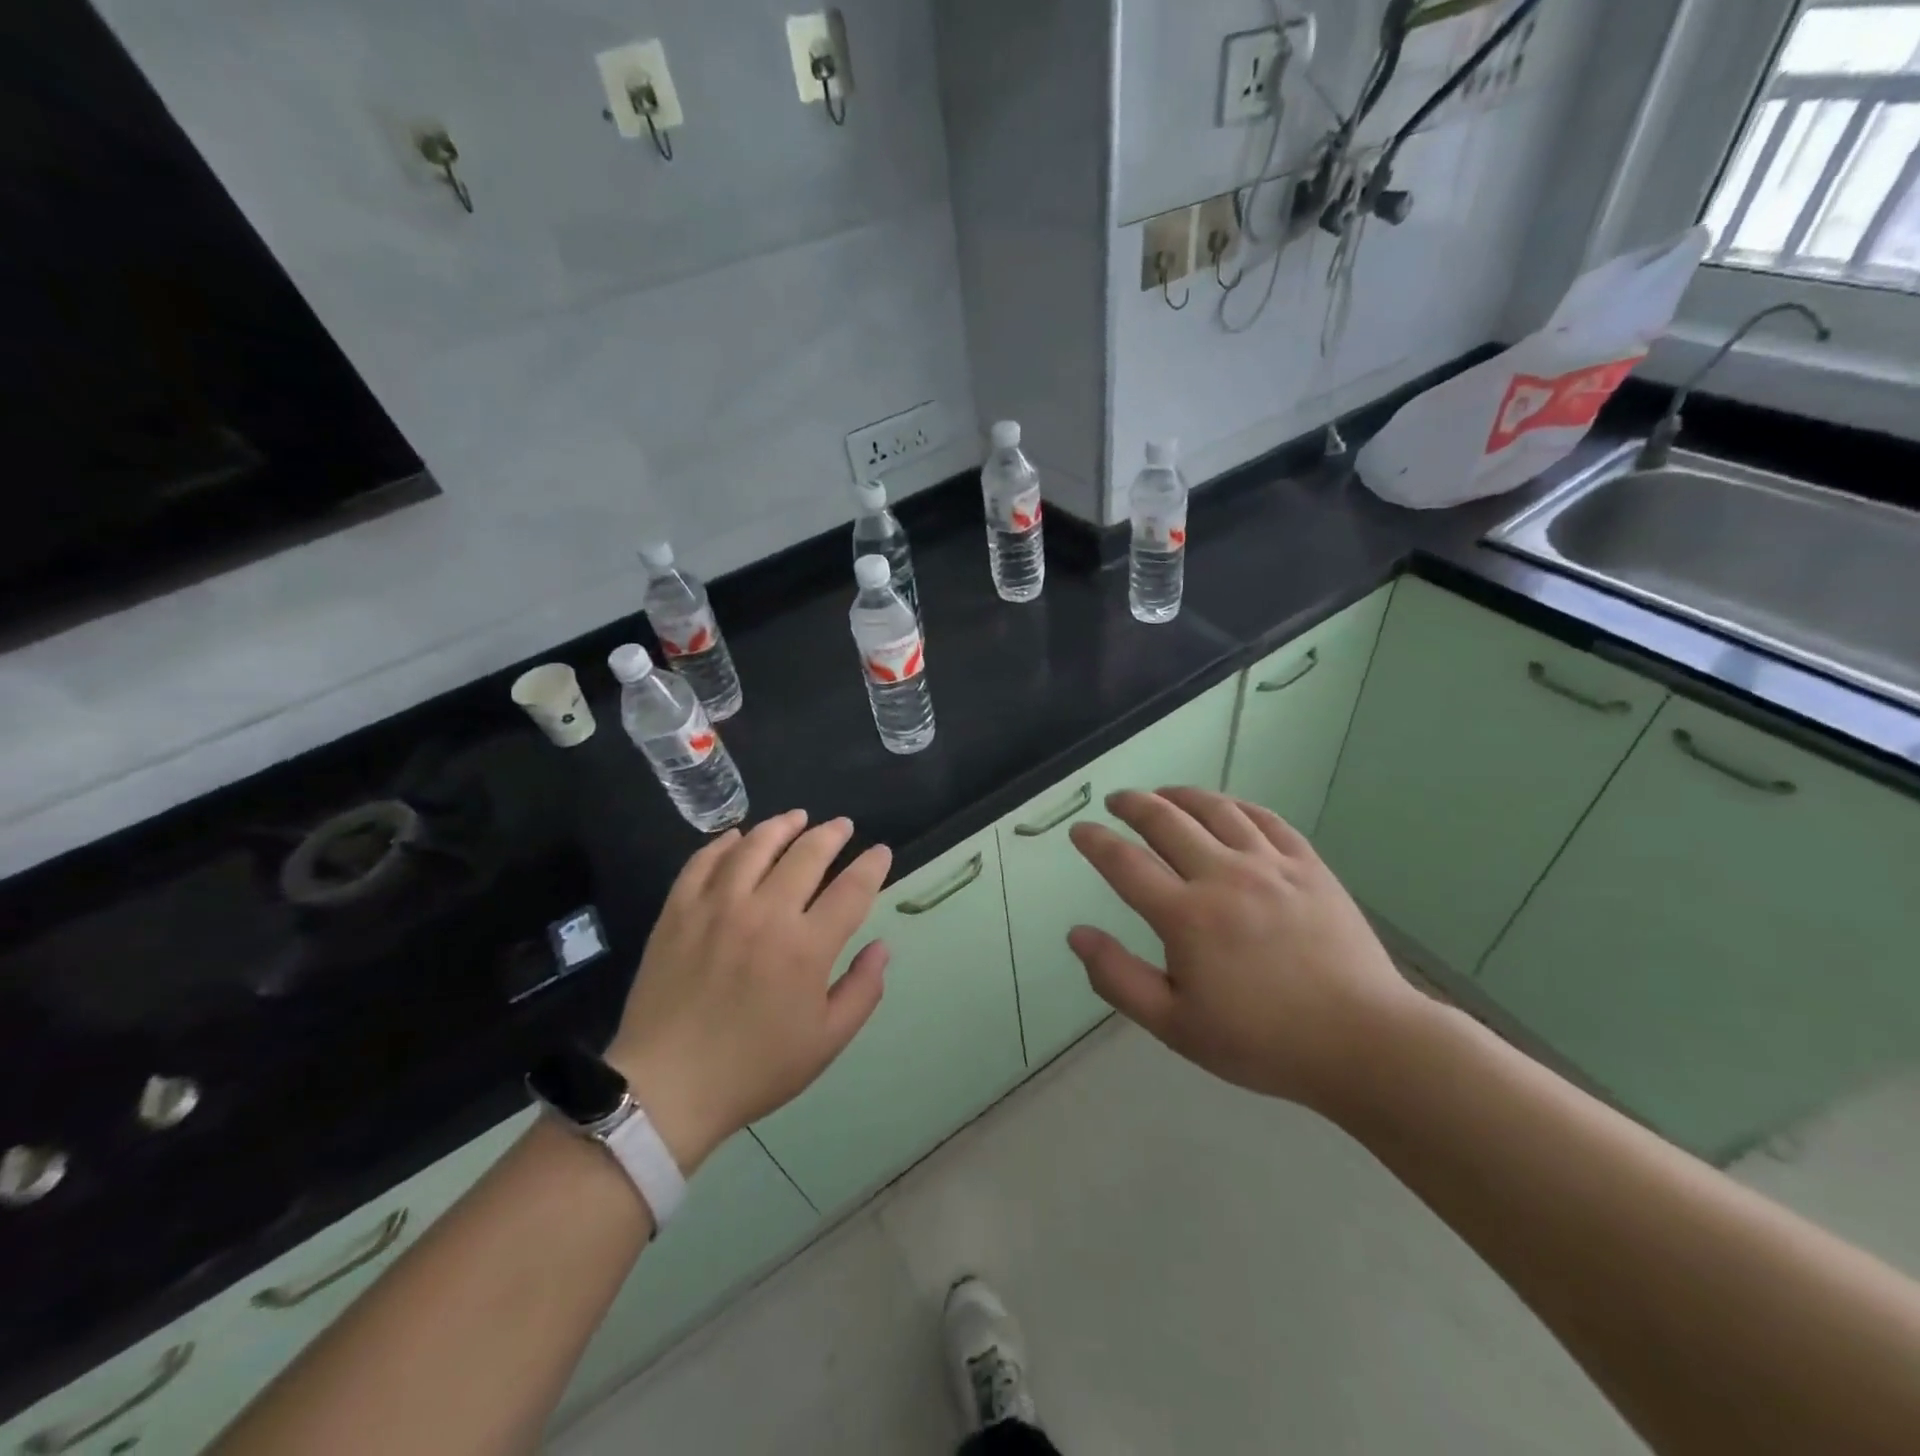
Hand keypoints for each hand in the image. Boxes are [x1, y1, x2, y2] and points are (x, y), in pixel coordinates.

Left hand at [606, 811, 891, 1171]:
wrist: (667, 1088)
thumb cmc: (754, 1069)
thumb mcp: (826, 1042)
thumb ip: (862, 990)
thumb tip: (882, 947)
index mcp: (806, 947)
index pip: (852, 889)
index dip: (872, 865)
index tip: (880, 852)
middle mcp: (765, 913)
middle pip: (807, 855)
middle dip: (832, 834)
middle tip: (842, 826)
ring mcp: (717, 907)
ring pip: (756, 846)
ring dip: (782, 826)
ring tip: (797, 817)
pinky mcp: (678, 911)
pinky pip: (704, 861)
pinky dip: (724, 844)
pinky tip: (738, 837)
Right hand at [1066, 788, 1423, 1116]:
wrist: (1363, 1042)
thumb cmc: (1262, 1041)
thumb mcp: (1175, 1026)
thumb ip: (1118, 978)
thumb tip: (1076, 934)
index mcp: (1186, 916)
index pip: (1125, 863)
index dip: (1095, 842)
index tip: (1080, 831)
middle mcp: (1223, 876)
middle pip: (1166, 821)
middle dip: (1133, 805)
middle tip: (1116, 800)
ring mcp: (1270, 866)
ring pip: (1216, 809)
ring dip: (1180, 795)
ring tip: (1162, 793)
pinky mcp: (1309, 866)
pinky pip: (1265, 819)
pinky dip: (1235, 806)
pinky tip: (1225, 807)